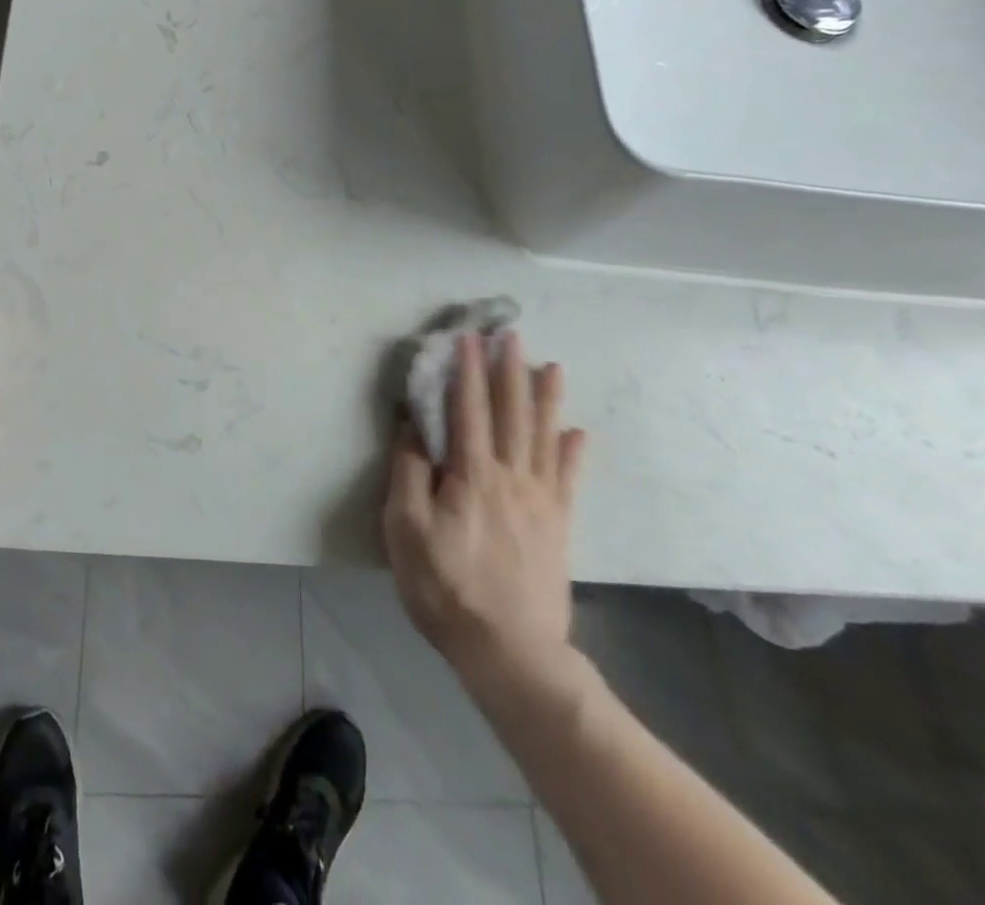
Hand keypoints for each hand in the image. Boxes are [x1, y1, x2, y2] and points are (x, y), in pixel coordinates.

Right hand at [383, 330, 586, 698]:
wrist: (511, 651)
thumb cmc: (447, 588)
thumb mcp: (406, 531)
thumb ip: (409, 474)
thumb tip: (412, 428)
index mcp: (472, 474)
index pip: (467, 410)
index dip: (466, 371)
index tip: (467, 337)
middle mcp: (511, 476)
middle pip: (511, 412)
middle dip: (509, 370)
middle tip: (512, 333)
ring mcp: (540, 500)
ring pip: (544, 436)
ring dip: (545, 398)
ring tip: (551, 366)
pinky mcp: (558, 525)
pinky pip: (568, 478)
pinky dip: (573, 452)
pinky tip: (578, 432)